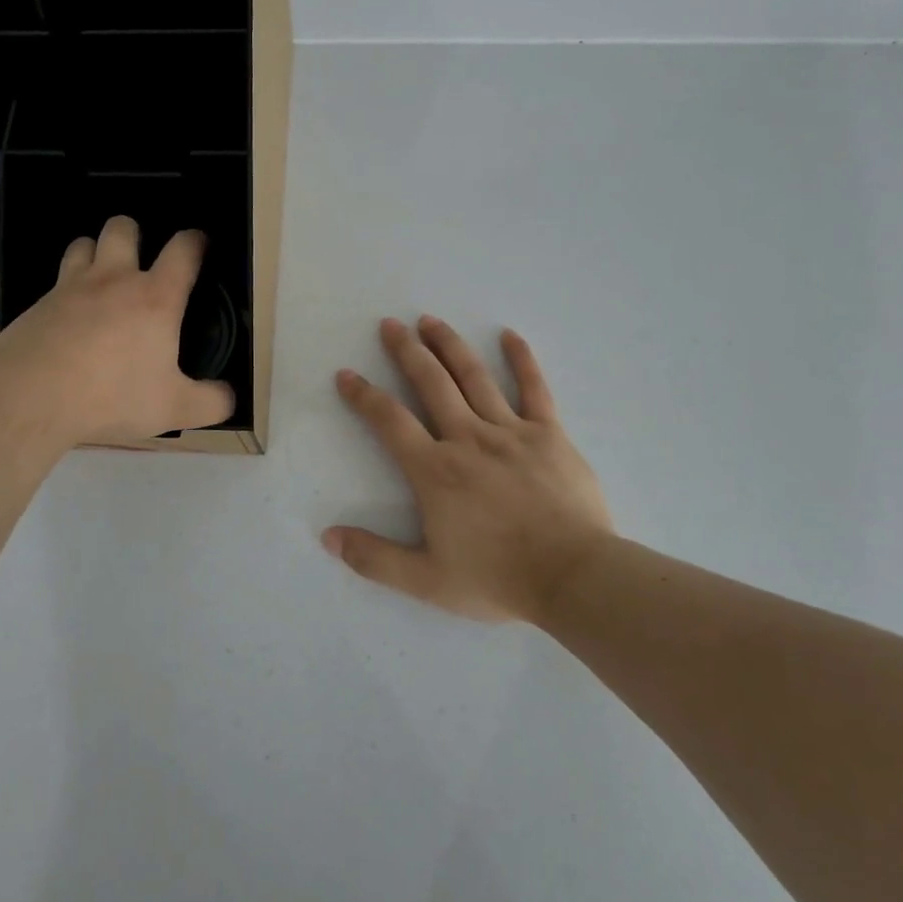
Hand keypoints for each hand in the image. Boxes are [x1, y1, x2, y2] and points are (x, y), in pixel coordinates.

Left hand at [0, 216, 234, 446]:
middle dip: (134, 233)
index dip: (196, 241)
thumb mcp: (174, 409)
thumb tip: (230, 397)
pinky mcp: (35, 305)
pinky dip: (65, 290)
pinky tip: (67, 319)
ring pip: (82, 244)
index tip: (199, 245)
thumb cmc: (112, 396)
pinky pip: (54, 282)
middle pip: (123, 229)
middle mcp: (113, 280)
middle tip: (139, 259)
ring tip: (100, 278)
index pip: (183, 250)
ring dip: (94, 251)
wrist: (28, 398)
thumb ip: (211, 402)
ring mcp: (69, 288)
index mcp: (155, 298)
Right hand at [327, 317, 615, 623]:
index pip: (390, 421)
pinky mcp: (549, 434)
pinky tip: (510, 336)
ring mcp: (511, 431)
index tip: (346, 375)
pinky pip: (534, 388)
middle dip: (407, 351)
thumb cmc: (498, 579)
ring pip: (474, 377)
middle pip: (431, 383)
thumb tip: (328, 537)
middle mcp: (468, 439)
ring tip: (431, 320)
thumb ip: (375, 558)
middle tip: (391, 324)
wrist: (573, 578)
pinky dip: (521, 359)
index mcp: (436, 471)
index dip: (364, 396)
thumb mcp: (427, 581)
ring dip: (450, 345)